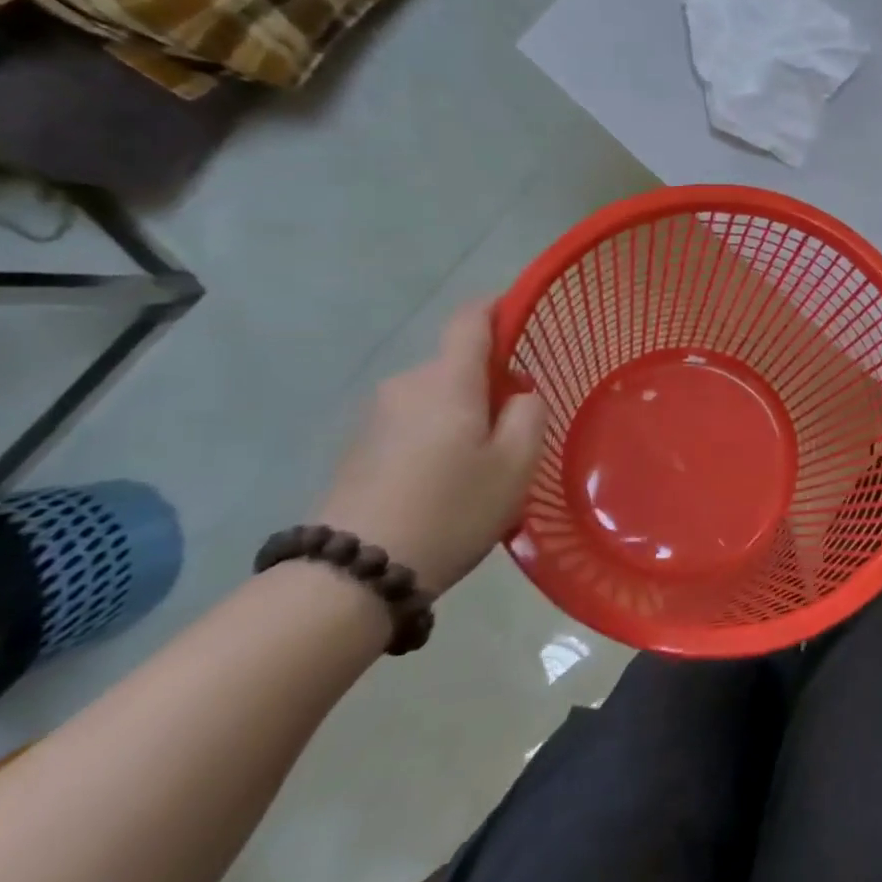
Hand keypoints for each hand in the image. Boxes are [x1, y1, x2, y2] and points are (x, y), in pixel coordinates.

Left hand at [316, 301, 545, 595]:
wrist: (353, 574)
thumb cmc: (451, 510)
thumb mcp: (515, 464)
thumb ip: (528, 414)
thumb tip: (519, 393)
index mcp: (448, 380)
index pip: (470, 319)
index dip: (497, 307)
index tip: (521, 313)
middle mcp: (407, 385)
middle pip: (456, 365)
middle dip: (489, 382)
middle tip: (516, 428)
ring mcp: (376, 417)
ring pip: (436, 397)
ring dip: (462, 415)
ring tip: (482, 466)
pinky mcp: (358, 448)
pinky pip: (412, 425)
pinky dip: (437, 438)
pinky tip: (446, 484)